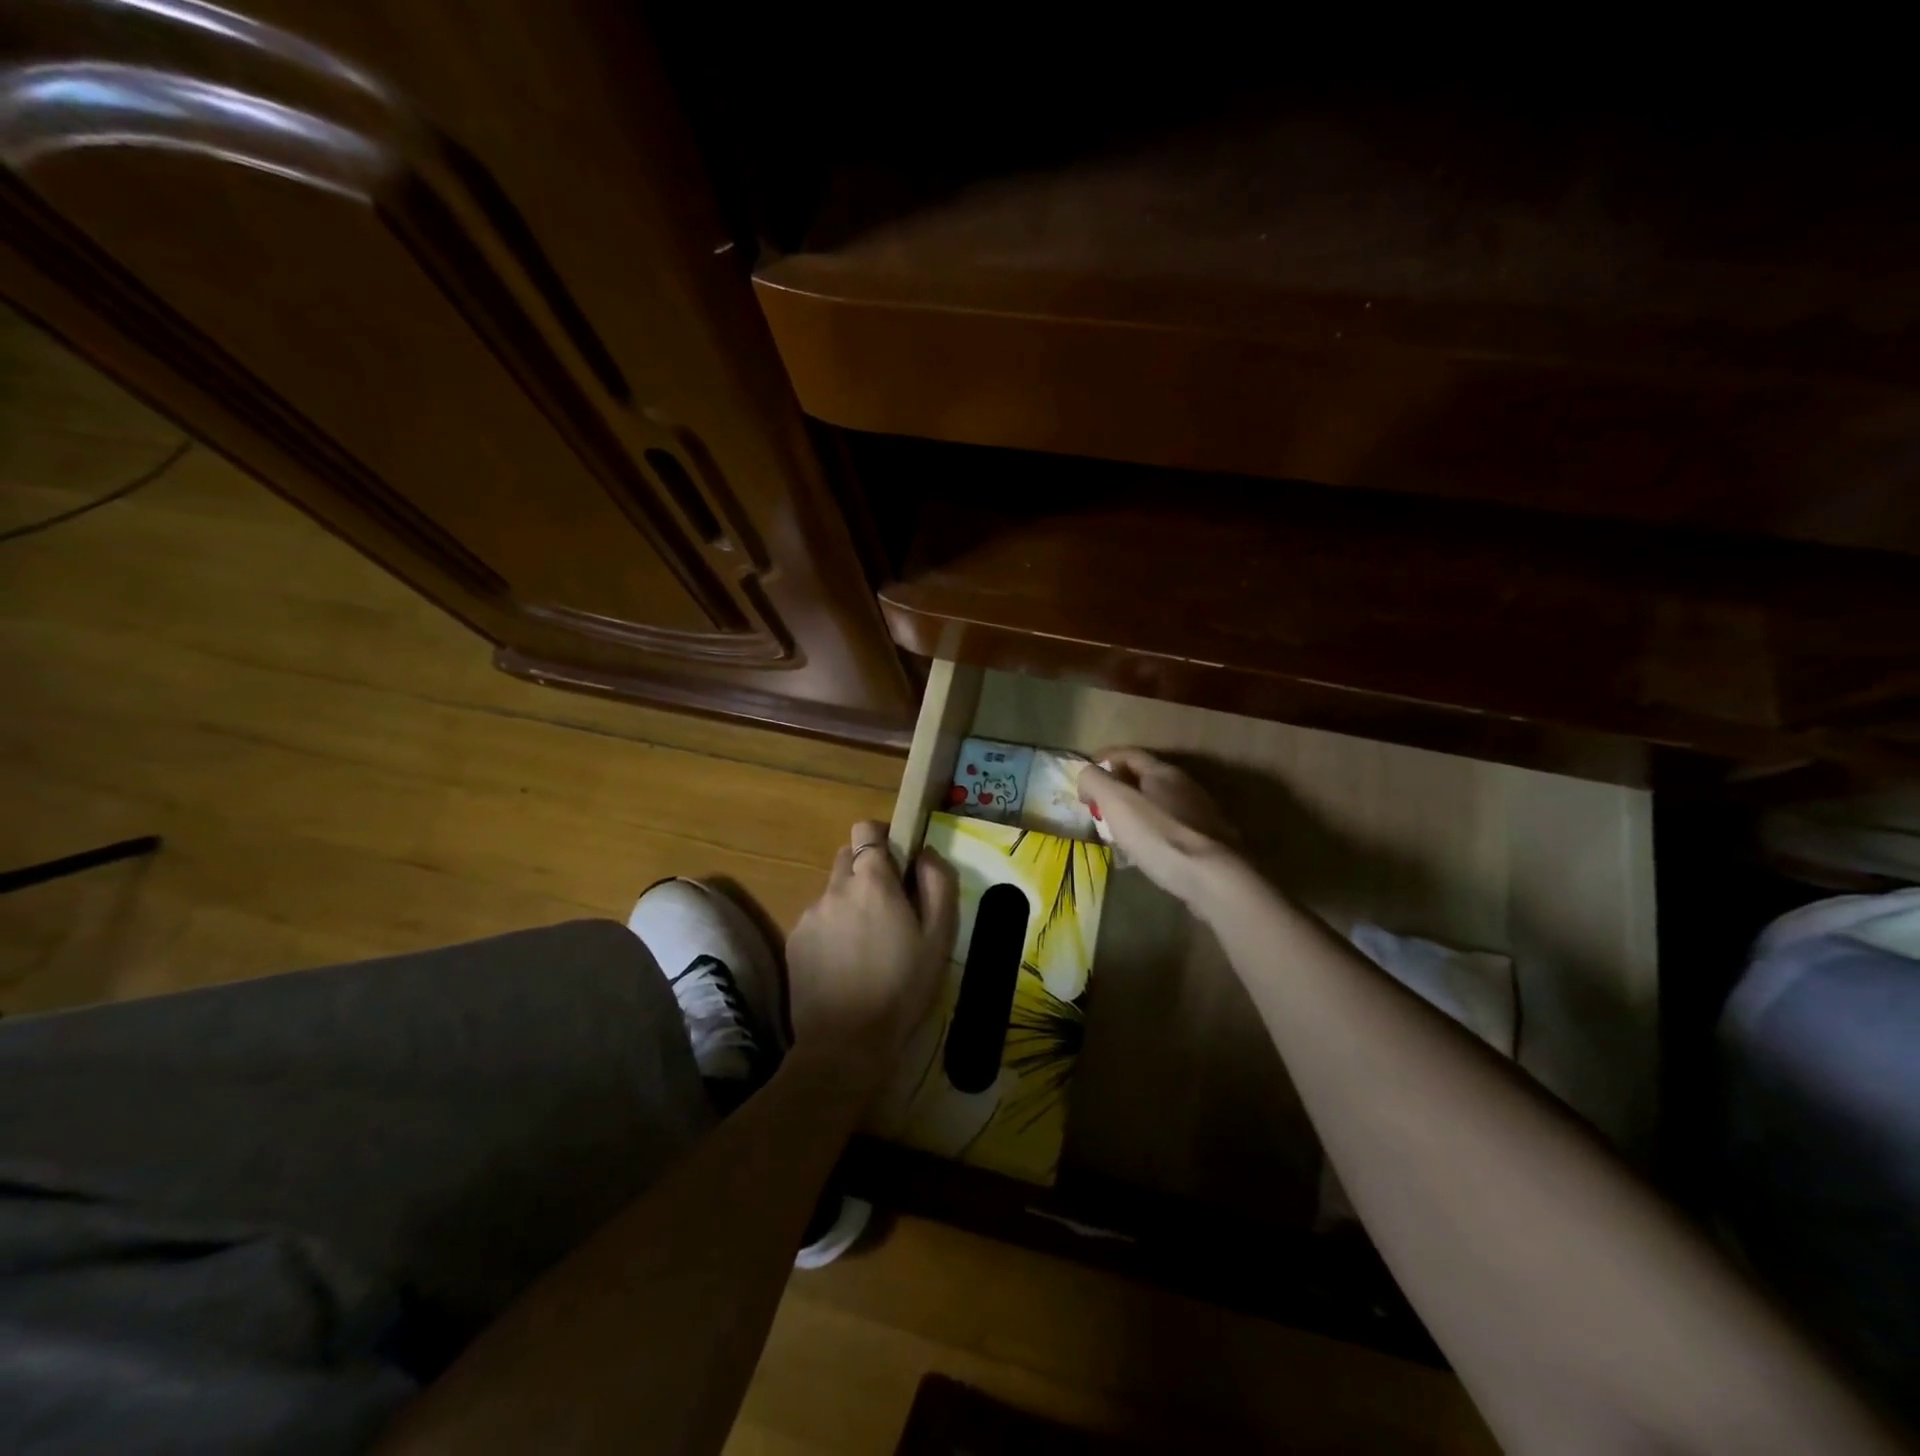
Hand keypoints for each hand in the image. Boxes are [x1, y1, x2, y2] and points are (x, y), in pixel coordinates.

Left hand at [786, 821, 957, 1078]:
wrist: (845, 1044)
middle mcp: (835, 888)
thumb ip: (938, 883)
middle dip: (867, 871)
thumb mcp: (939, 937)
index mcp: (872, 881)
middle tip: (889, 908)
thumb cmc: (902, 988)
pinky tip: (845, 964)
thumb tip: (925, 853)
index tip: (900, 865)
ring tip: (867, 944)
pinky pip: (817, 919)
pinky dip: (832, 929)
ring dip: (850, 902)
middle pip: (847, 857)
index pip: (866, 829)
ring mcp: (809, 914)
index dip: (883, 840)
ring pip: (833, 890)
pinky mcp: (794, 941)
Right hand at [1077, 748, 1242, 904]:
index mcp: (1163, 772)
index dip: (1103, 760)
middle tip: (1097, 807)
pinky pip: (1172, 828)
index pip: (1128, 754)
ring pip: (1160, 804)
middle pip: (1145, 778)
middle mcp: (1186, 786)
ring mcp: (1201, 814)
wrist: (1214, 878)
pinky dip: (1152, 832)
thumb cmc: (1159, 835)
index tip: (1083, 778)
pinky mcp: (1210, 842)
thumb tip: (1087, 775)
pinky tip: (1146, 851)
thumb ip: (1096, 781)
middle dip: (1118, 788)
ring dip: (1136, 811)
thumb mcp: (1116, 802)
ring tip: (1118, 831)